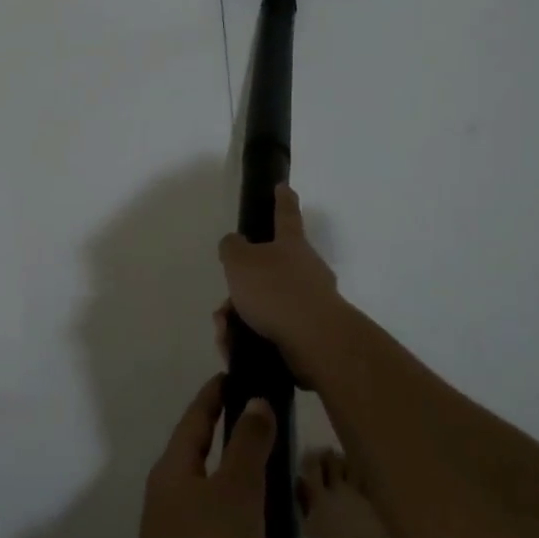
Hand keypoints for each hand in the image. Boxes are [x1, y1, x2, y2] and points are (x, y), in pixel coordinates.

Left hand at [119, 377, 277, 537]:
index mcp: (178, 471)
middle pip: (231, 471)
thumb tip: (254, 401)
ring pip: (250, 521)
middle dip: (273, 477)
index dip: (217, 394)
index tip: (241, 374)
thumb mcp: (235, 492)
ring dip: (285, 531)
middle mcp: (183, 504)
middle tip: (306, 487)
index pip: (198, 417)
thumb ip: (249, 443)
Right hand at [217, 184, 341, 360]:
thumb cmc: (276, 291)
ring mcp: (311, 301)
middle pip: (268, 271)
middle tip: (223, 309)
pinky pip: (271, 332)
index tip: (283, 187)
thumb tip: (234, 243)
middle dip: (241, 290)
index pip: (285, 214)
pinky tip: (235, 350)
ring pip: (265, 306)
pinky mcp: (310, 333)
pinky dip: (249, 340)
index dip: (282, 199)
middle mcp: (306, 268)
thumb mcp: (241, 262)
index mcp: (291, 244)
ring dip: (239, 320)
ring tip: (226, 335)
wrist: (315, 340)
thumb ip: (232, 248)